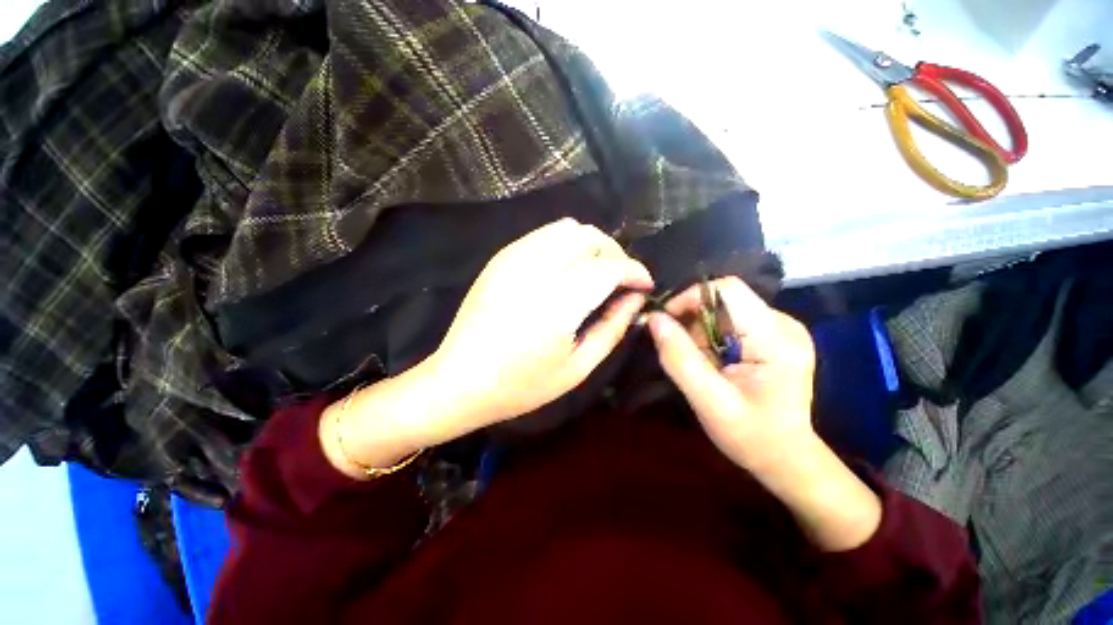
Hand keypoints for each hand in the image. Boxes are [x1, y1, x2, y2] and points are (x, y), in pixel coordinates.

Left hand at [321, 219, 652, 477]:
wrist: (459, 380)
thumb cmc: (521, 385)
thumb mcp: (578, 367)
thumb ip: (612, 327)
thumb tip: (635, 297)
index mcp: (557, 304)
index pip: (609, 266)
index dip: (634, 271)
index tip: (644, 285)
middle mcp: (535, 271)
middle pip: (589, 237)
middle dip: (614, 253)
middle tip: (619, 280)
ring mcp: (513, 258)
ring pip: (567, 228)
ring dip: (590, 246)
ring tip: (594, 273)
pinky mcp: (500, 257)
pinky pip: (543, 235)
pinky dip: (565, 245)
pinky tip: (565, 271)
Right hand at [646, 277, 880, 551]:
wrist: (785, 458)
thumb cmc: (751, 436)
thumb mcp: (709, 401)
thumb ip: (680, 358)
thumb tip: (654, 319)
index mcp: (775, 338)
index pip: (726, 290)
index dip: (689, 299)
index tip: (666, 323)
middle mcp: (783, 324)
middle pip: (722, 300)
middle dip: (693, 323)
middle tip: (686, 355)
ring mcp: (780, 329)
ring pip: (722, 311)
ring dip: (700, 333)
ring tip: (702, 365)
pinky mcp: (772, 336)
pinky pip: (729, 321)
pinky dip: (710, 338)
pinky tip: (714, 363)